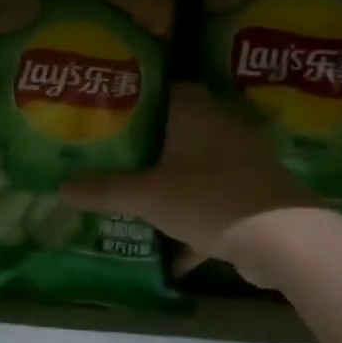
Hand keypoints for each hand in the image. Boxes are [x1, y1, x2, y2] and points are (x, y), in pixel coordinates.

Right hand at [61, 84, 322, 283]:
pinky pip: (216, 203)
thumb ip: (104, 190)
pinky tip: (174, 254)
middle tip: (116, 156)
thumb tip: (59, 187)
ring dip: (174, 183)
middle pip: (180, 129)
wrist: (282, 239)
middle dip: (151, 144)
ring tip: (139, 196)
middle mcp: (221, 128)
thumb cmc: (208, 198)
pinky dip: (196, 224)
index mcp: (195, 113)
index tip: (112, 111)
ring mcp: (242, 162)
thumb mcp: (147, 195)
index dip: (139, 97)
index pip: (166, 88)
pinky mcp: (253, 195)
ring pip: (198, 167)